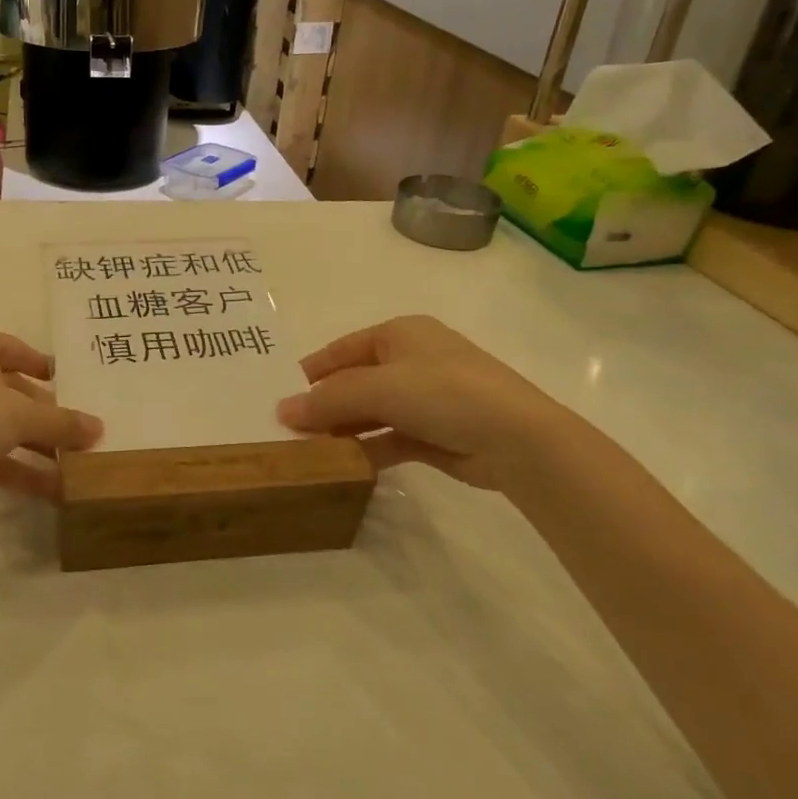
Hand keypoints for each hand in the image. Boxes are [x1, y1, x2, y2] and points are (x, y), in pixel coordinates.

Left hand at [0, 323, 101, 516]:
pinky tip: (49, 489)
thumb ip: (61, 422)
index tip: (76, 387)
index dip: (49, 369)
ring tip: (75, 468)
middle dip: (47, 417)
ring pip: (0, 423)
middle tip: (84, 436)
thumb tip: (100, 428)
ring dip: (36, 446)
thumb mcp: (19, 416)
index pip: (20, 349)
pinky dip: (15, 466)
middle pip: (13, 390)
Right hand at [277, 316, 587, 495]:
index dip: (311, 371)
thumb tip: (282, 411)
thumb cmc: (443, 392)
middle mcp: (412, 360)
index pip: (342, 350)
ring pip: (372, 412)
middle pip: (355, 382)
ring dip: (344, 430)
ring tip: (308, 450)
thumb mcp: (378, 388)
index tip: (278, 394)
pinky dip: (367, 448)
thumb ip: (328, 400)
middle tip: (288, 428)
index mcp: (400, 333)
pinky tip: (343, 464)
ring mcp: (427, 398)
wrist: (519, 438)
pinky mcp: (436, 433)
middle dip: (324, 405)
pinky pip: (390, 437)